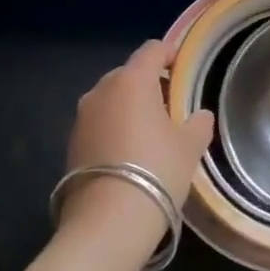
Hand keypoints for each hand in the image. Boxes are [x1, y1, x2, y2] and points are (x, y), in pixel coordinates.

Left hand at [60, 39, 214, 249]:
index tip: (182, 69)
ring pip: (110, 100)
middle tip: (169, 108)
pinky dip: (113, 129)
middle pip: (128, 74)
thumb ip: (198, 123)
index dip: (169, 54)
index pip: (152, 50)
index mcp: (132, 80)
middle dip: (148, 84)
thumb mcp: (190, 146)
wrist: (108, 221)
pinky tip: (127, 155)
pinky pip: (98, 124)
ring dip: (128, 108)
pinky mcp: (71, 143)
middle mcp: (102, 90)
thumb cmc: (157, 171)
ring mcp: (82, 117)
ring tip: (148, 134)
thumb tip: (199, 115)